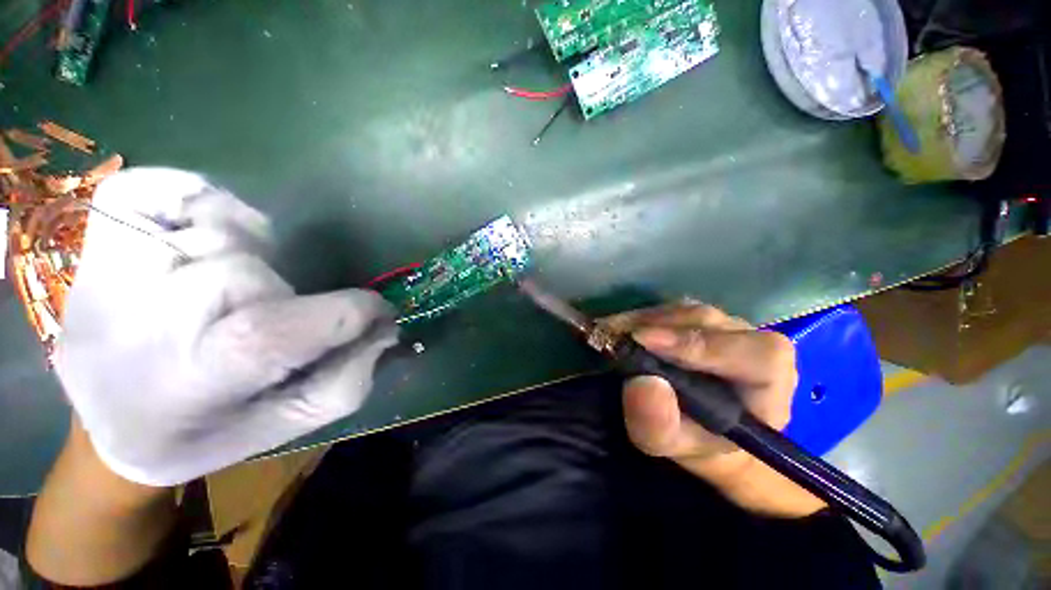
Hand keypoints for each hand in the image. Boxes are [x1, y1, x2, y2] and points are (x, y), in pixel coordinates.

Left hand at [55, 168, 397, 486]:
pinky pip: (174, 187)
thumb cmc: (200, 432)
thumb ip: (346, 381)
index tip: (376, 314)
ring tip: (224, 295)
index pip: (300, 325)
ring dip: (250, 261)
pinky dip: (201, 203)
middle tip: (267, 324)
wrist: (105, 421)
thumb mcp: (285, 426)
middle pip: (261, 276)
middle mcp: (156, 311)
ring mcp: (121, 256)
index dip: (357, 312)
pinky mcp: (105, 223)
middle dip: (288, 299)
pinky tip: (194, 240)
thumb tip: (385, 330)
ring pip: (230, 235)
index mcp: (202, 373)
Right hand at [605, 302, 823, 516]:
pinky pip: (666, 309)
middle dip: (654, 328)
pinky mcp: (695, 317)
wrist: (701, 428)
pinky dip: (637, 317)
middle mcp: (750, 339)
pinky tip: (617, 328)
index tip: (644, 342)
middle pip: (704, 322)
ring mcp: (721, 323)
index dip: (697, 344)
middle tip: (610, 336)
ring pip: (681, 311)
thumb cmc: (698, 440)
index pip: (750, 352)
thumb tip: (642, 383)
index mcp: (769, 377)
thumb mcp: (675, 445)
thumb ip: (661, 424)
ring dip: (640, 320)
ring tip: (608, 333)